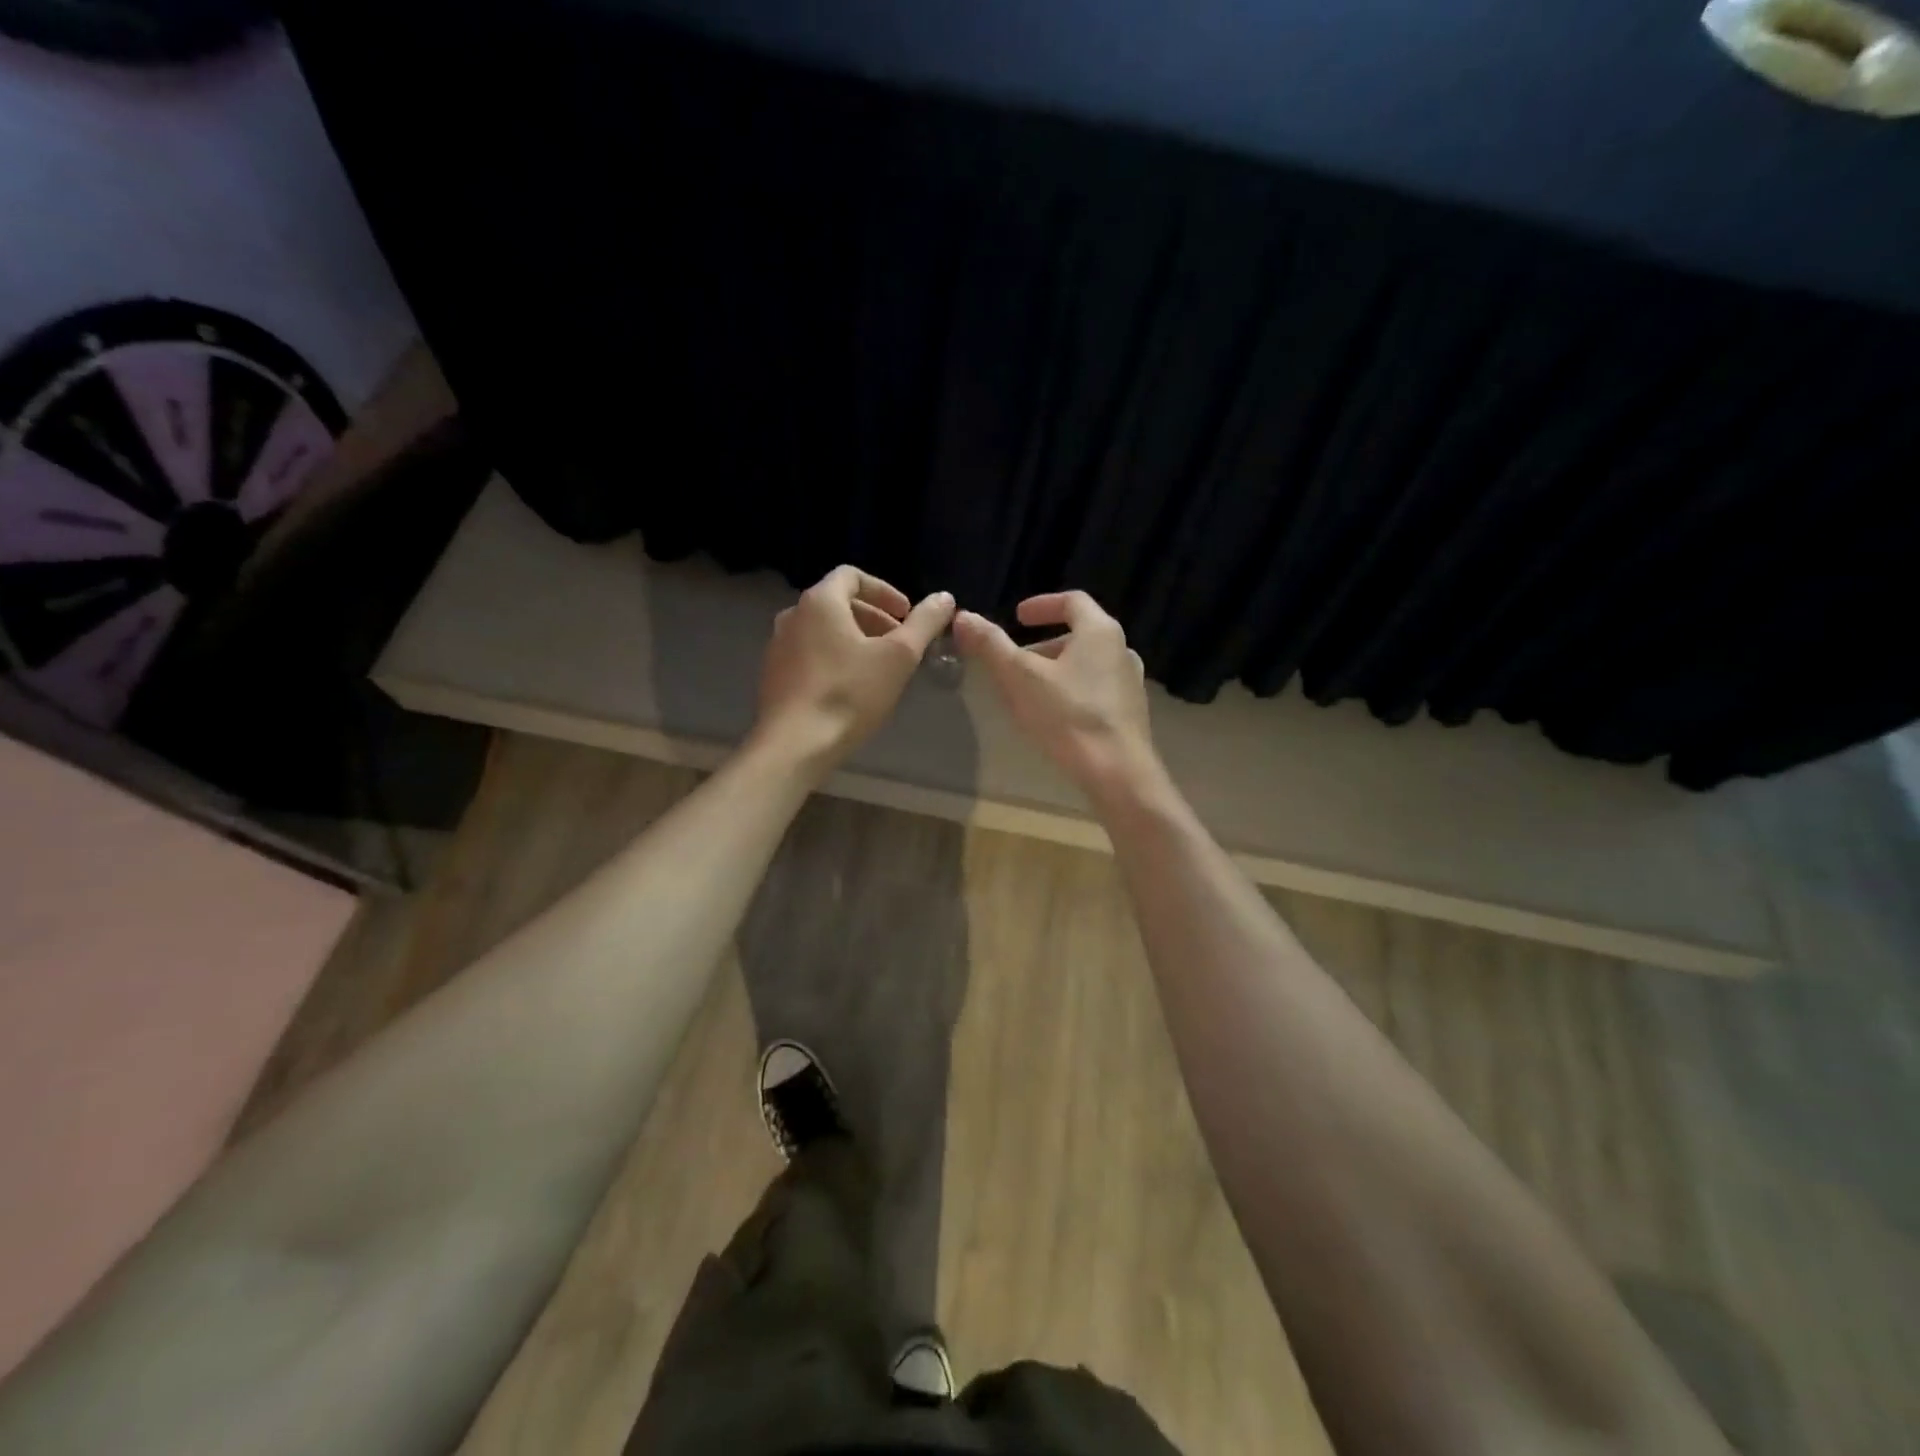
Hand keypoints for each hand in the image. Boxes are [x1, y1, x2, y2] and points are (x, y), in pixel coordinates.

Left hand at [753, 566, 954, 772]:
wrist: (795, 745)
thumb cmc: (849, 694)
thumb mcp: (899, 657)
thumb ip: (924, 623)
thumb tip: (945, 598)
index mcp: (820, 601)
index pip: (852, 576)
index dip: (884, 591)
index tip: (906, 615)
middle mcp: (792, 615)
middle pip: (837, 603)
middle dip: (873, 618)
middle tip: (899, 643)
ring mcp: (777, 646)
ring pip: (823, 631)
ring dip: (854, 640)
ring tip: (879, 667)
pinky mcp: (773, 675)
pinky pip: (809, 654)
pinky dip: (834, 658)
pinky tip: (851, 688)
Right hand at [954, 592, 1161, 800]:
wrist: (1118, 772)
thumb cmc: (1068, 716)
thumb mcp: (1019, 678)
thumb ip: (990, 645)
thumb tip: (963, 616)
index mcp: (1100, 631)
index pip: (1072, 601)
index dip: (1042, 605)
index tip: (1017, 616)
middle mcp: (1121, 650)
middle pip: (1079, 634)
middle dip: (1043, 644)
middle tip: (1015, 661)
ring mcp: (1131, 682)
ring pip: (1088, 664)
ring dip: (1057, 669)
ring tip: (1030, 690)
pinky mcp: (1131, 712)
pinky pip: (1096, 689)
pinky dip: (1072, 690)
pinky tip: (1055, 715)